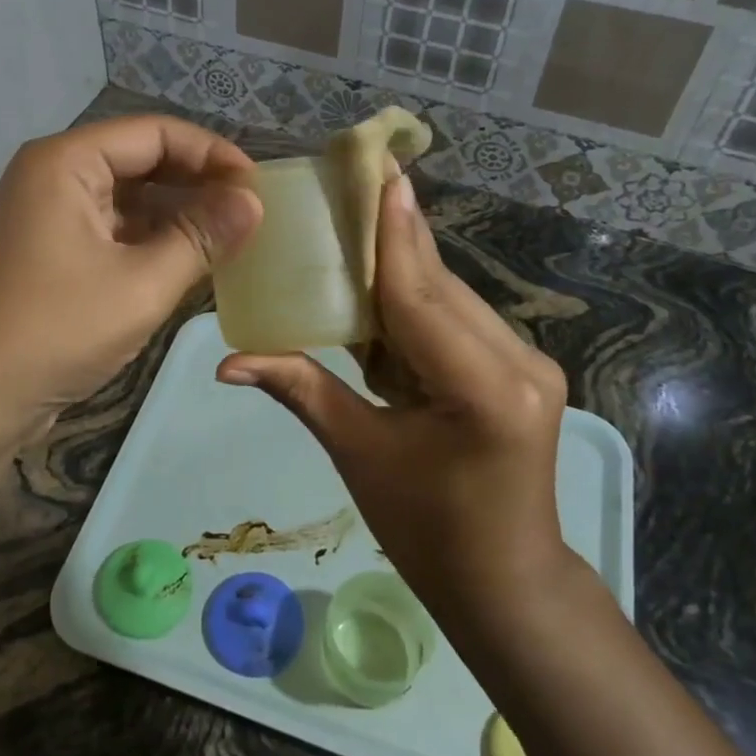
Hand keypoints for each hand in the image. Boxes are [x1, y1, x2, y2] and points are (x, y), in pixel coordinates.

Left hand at [0, 115, 261, 442]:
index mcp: (66, 162)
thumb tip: (254, 202)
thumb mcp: (141, 284)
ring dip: (177, 216)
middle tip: (249, 214)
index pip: (155, 134)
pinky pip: (111, 231)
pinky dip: (150, 242)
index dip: (212, 153)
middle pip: (140, 161)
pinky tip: (189, 263)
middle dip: (197, 184)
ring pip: (128, 199)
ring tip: (230, 240)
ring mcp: (47, 216)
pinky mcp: (49, 253)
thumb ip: (201, 237)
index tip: (258, 187)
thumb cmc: (55, 331)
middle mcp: (53, 176)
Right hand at [216, 175, 573, 621]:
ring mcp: (529, 363)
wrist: (505, 583)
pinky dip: (416, 305)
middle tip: (354, 184)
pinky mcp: (523, 368)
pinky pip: (458, 321)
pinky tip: (380, 291)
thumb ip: (300, 389)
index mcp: (482, 389)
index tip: (379, 172)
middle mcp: (518, 363)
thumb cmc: (426, 532)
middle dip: (391, 240)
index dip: (392, 232)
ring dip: (401, 272)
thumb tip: (227, 361)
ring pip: (450, 299)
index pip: (421, 295)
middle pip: (438, 287)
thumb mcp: (359, 455)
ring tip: (355, 230)